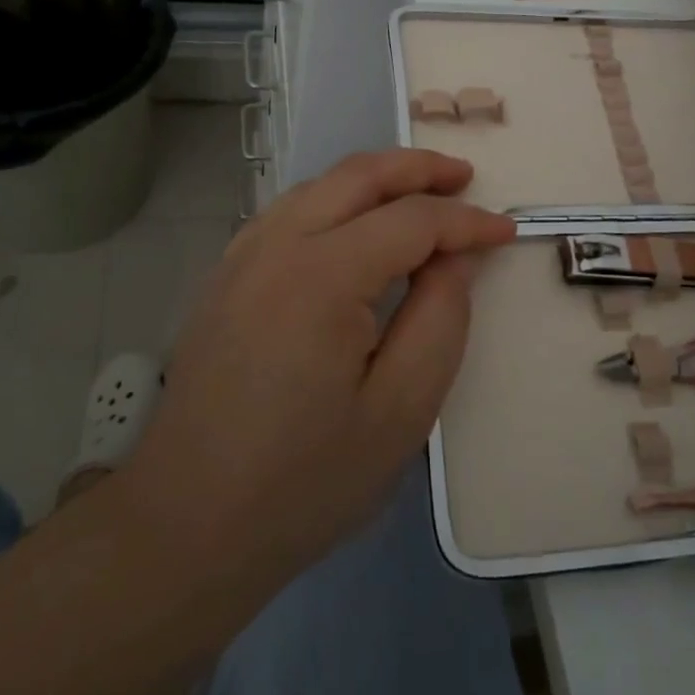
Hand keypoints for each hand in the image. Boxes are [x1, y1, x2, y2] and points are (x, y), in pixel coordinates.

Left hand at [115, 149, 514, 601]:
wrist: (187, 525)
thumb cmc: (305, 480)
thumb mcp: (401, 411)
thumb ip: (440, 320)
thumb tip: (456, 259)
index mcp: (322, 275)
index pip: (411, 220)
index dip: (465, 221)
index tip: (507, 230)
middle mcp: (276, 245)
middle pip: (359, 176)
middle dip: (419, 169)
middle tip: (466, 178)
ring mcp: (242, 255)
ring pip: (321, 185)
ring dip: (377, 178)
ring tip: (422, 192)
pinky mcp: (226, 275)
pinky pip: (291, 210)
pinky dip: (336, 198)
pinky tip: (356, 223)